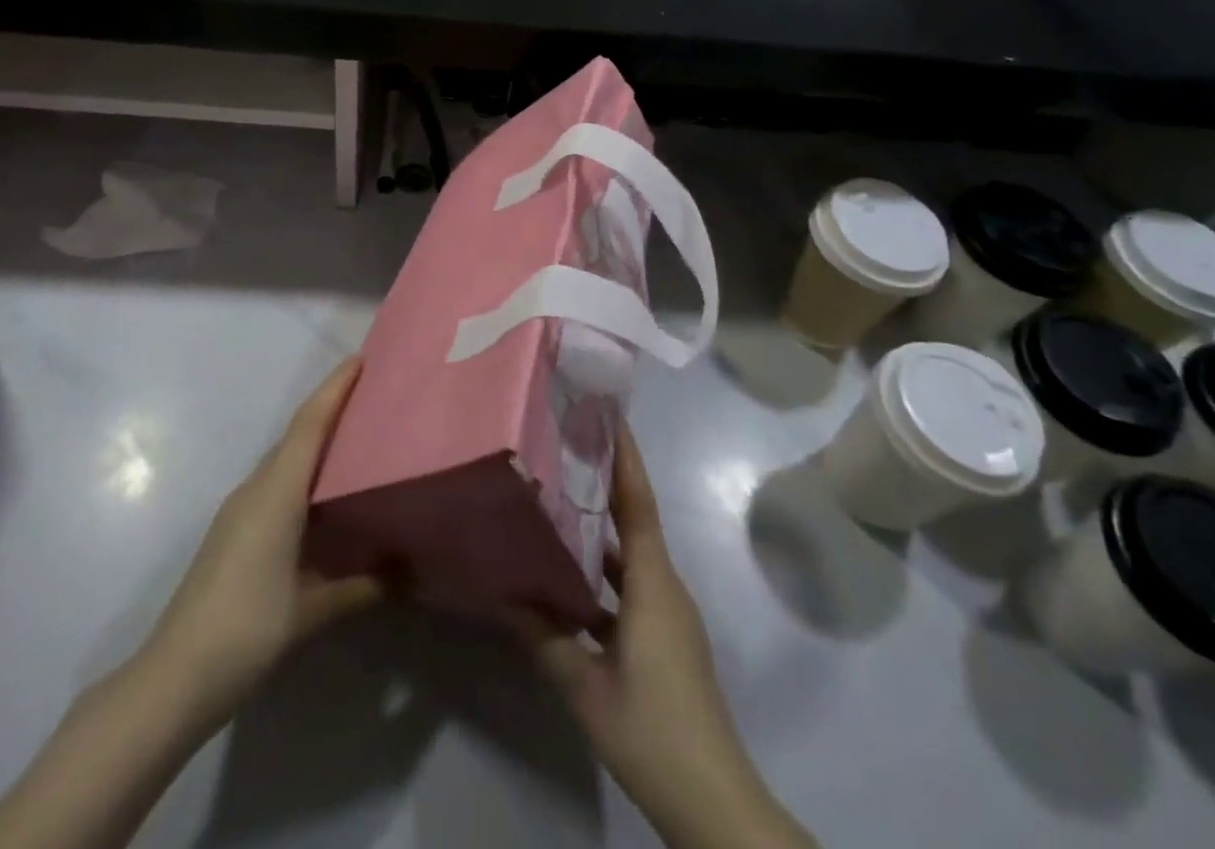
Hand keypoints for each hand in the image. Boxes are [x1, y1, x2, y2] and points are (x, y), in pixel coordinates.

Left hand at [145, 356, 381, 733]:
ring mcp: (239, 509)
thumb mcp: (313, 610)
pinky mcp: (232, 530)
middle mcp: (256, 488)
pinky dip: (301, 470)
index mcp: (277, 493)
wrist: (173, 677)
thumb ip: (363, 586)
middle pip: (297, 434)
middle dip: (331, 407)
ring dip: (315, 440)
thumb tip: (409, 572)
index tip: (361, 360)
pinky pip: (274, 481)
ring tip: (356, 438)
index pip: (309, 424)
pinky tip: (322, 494)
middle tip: (373, 397)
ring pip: (283, 458)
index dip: (335, 388)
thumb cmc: (247, 630)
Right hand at [514, 426, 815, 848]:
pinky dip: (603, 569)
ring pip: (632, 554)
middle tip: (567, 447)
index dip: (625, 457)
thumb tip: (502, 595)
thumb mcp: (586, 687)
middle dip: (606, 480)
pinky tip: (568, 577)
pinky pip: (631, 584)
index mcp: (653, 584)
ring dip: (601, 526)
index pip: (639, 503)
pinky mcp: (665, 636)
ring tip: (559, 500)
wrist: (713, 800)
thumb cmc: (651, 728)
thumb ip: (544, 637)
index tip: (607, 414)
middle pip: (635, 519)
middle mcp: (665, 586)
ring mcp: (668, 613)